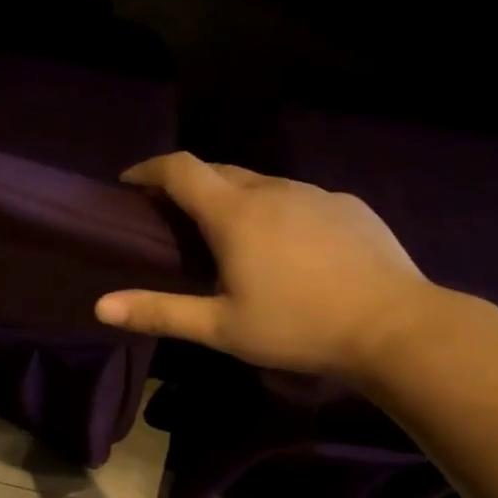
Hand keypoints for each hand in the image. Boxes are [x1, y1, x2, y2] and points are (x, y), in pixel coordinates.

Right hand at [94, 153, 433, 377]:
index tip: (130, 183)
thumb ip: (159, 312)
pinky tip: (286, 246)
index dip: (149, 169)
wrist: (396, 327)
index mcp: (235, 213)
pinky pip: (298, 197)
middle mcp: (272, 190)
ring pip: (261, 182)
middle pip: (218, 169)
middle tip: (173, 214)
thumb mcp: (221, 328)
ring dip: (233, 196)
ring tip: (229, 234)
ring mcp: (315, 193)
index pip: (180, 168)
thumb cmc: (298, 327)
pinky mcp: (348, 206)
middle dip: (188, 183)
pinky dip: (275, 209)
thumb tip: (100, 306)